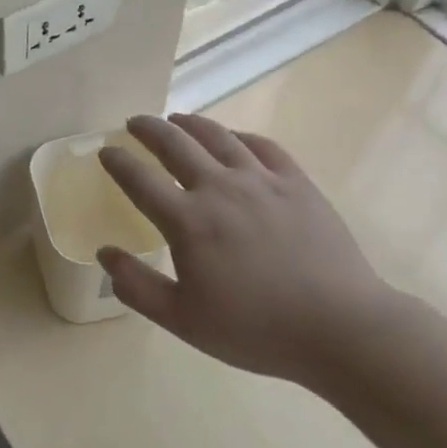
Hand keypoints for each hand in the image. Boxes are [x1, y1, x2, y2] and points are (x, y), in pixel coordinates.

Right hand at [96, 113, 393, 386]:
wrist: (341, 328)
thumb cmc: (257, 329)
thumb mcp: (184, 321)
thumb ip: (137, 287)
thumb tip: (105, 252)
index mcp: (188, 221)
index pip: (140, 180)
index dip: (118, 162)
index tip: (105, 151)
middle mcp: (220, 188)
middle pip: (175, 144)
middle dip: (148, 129)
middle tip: (134, 123)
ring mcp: (261, 180)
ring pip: (217, 136)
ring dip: (190, 123)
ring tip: (177, 118)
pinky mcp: (296, 182)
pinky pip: (261, 145)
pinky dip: (238, 136)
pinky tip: (233, 139)